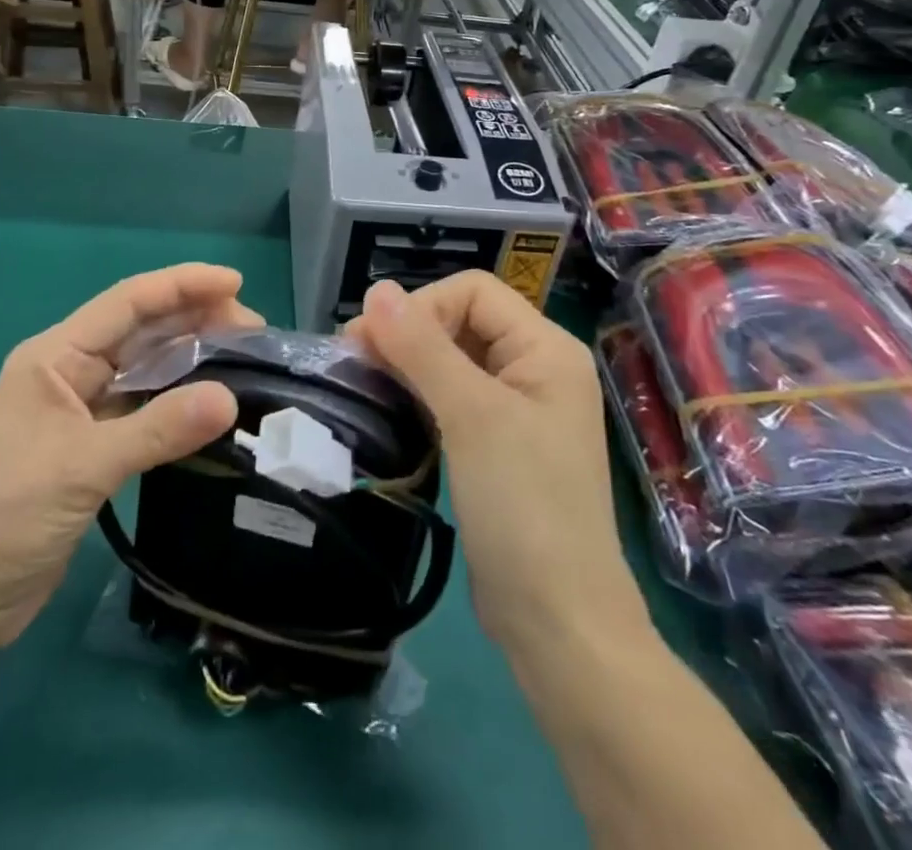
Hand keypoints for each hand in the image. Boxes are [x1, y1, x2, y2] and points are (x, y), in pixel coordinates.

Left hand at [0, 265, 254, 653]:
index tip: (236, 284)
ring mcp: (80, 411)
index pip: (128, 302)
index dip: (182, 286)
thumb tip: (231, 397)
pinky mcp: (91, 448)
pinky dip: (177, 401)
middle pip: (141, 329)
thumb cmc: (0, 519)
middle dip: (194, 319)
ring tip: (242, 356)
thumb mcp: (80, 467)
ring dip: (190, 357)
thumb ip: (157, 430)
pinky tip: (210, 403)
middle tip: (253, 331)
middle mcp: (69, 373)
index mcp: (55, 357)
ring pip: (145, 368)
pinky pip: (144, 408)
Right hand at [347, 274, 644, 650]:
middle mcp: (536, 369)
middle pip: (462, 321)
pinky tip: (390, 408)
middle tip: (354, 359)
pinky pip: (454, 398)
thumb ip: (423, 347)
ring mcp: (519, 409)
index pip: (474, 292)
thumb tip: (377, 289)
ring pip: (453, 360)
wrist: (557, 621)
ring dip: (408, 363)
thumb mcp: (471, 415)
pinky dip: (420, 394)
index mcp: (546, 349)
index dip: (422, 306)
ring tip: (363, 381)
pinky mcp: (498, 445)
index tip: (374, 341)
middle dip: (408, 333)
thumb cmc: (523, 505)